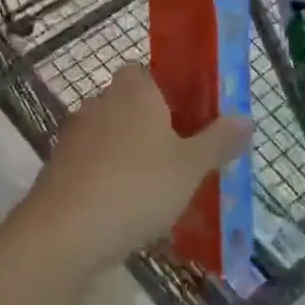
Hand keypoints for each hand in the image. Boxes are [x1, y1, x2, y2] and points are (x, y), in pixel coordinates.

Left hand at [23, 67, 250, 272]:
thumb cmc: (137, 187)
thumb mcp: (190, 167)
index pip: (147, 72)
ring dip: (129, 152)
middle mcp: (101, 102)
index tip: (188, 117)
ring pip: (110, 134)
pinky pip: (92, 162)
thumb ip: (219, 140)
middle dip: (151, 125)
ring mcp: (75, 134)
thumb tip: (246, 118)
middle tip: (180, 156)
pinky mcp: (58, 166)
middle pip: (129, 103)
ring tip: (156, 188)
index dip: (167, 90)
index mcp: (134, 91)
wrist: (65, 232)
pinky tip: (124, 207)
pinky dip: (107, 176)